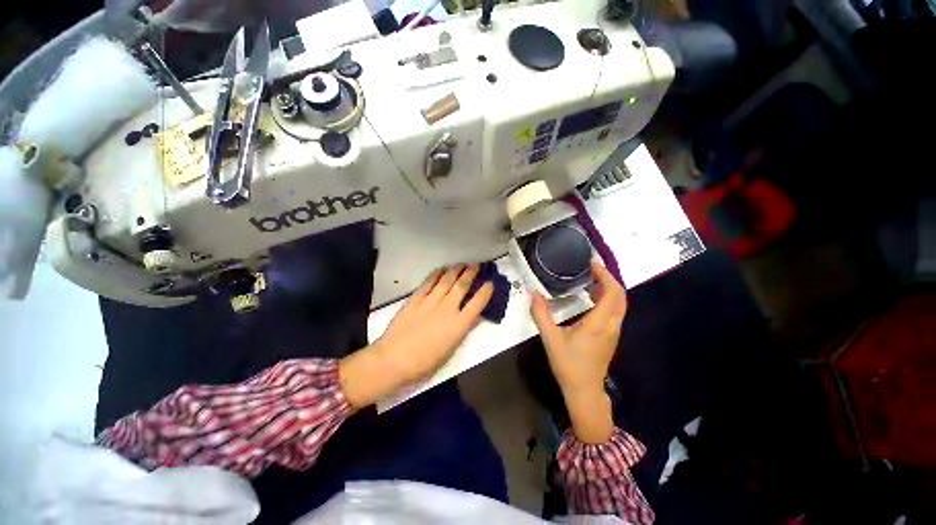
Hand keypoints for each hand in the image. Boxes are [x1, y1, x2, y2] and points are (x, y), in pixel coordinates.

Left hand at [339, 265, 493, 408]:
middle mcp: (447, 309)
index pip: (477, 303)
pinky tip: (441, 269)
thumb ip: (463, 331)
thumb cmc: (424, 363)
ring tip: (462, 264)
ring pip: (446, 280)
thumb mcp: (450, 351)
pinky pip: (428, 283)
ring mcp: (430, 302)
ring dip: (456, 270)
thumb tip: (475, 317)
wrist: (393, 360)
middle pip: (462, 286)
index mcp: (458, 325)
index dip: (486, 291)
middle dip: (471, 273)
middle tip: (477, 265)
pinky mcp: (415, 299)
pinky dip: (436, 274)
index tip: (490, 283)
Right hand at [530, 260, 626, 442]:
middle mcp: (611, 325)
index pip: (612, 293)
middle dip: (609, 278)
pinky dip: (608, 298)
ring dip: (609, 288)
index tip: (593, 263)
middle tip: (592, 267)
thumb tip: (532, 293)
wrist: (584, 391)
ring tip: (591, 278)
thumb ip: (541, 314)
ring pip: (619, 304)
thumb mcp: (550, 339)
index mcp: (598, 324)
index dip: (605, 275)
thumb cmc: (568, 365)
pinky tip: (592, 297)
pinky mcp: (610, 336)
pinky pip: (615, 311)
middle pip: (620, 296)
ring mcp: (613, 331)